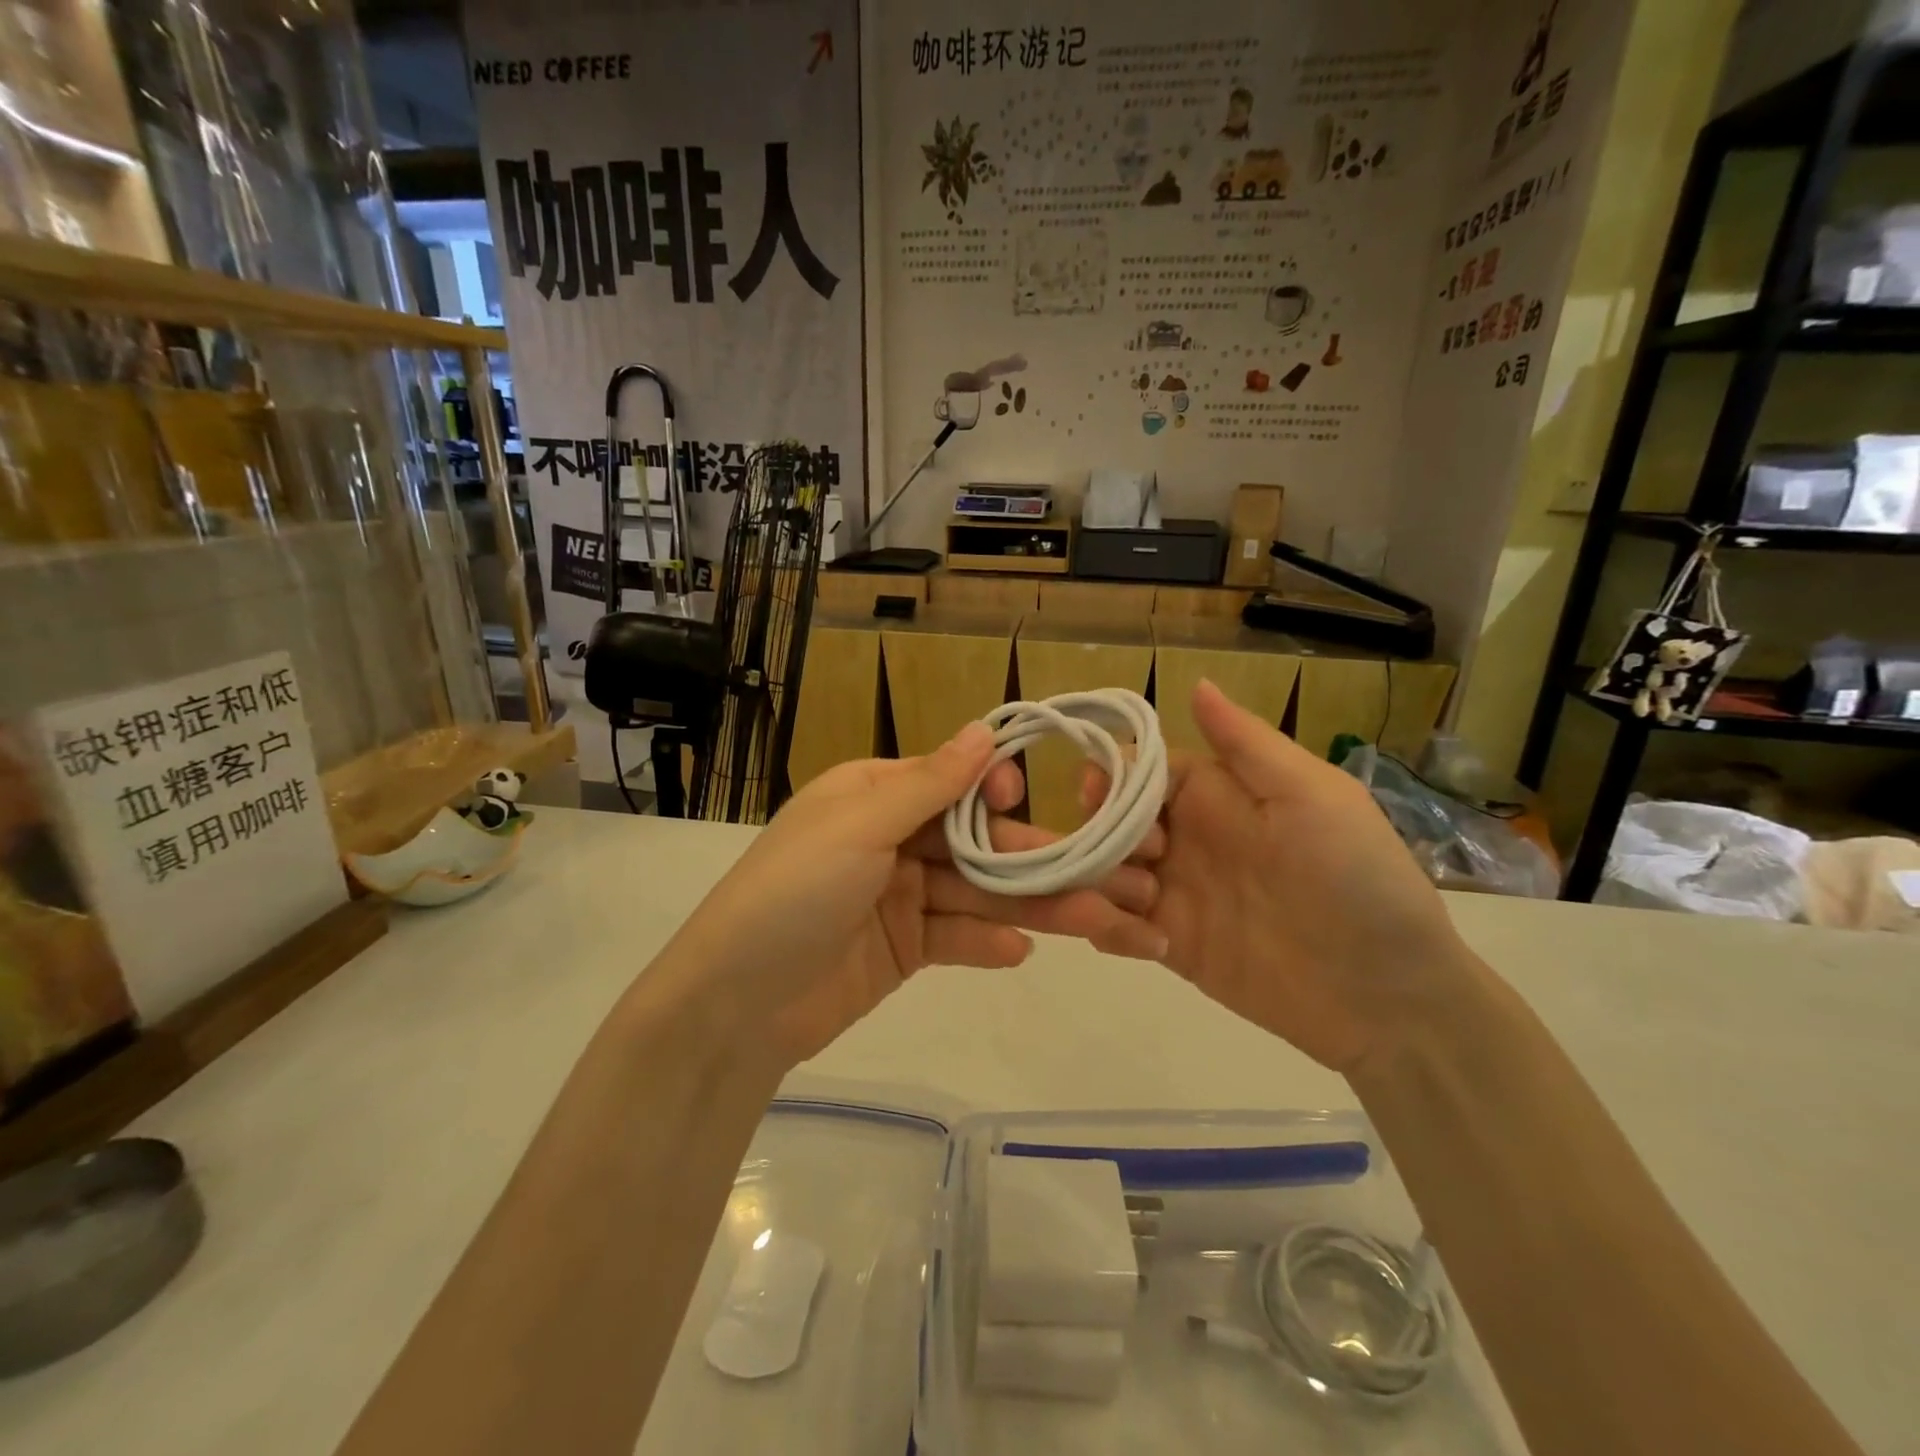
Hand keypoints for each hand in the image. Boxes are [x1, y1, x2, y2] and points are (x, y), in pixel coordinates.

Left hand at [661, 724, 1165, 1065]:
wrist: (735, 1004)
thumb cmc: (794, 892)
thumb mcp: (859, 826)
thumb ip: (929, 784)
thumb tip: (984, 730)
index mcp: (873, 795)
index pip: (948, 782)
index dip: (991, 791)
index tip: (1021, 802)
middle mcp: (890, 839)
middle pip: (973, 843)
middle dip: (1029, 859)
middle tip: (1097, 873)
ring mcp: (898, 897)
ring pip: (974, 893)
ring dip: (1026, 905)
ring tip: (1089, 919)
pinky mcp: (903, 949)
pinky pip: (954, 938)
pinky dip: (985, 943)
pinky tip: (1021, 952)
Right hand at [1092, 681, 1474, 1074]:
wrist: (1388, 995)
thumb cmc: (1356, 879)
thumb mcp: (1313, 796)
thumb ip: (1247, 744)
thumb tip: (1196, 682)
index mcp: (1214, 795)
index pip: (1138, 771)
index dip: (1109, 776)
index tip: (1097, 794)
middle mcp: (1184, 839)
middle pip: (1106, 820)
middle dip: (1096, 833)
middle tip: (1139, 861)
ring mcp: (1172, 895)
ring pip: (1098, 873)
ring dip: (1094, 885)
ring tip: (1139, 911)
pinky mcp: (1168, 946)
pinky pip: (1112, 929)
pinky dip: (1107, 930)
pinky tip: (1150, 946)